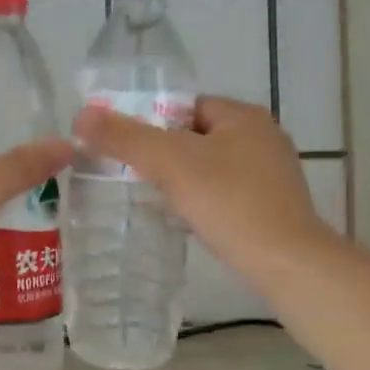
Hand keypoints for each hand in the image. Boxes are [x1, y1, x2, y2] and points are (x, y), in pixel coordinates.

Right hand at [73, 96, 332, 282]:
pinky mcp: (274, 206)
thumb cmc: (230, 203)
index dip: (152, 122)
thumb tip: (82, 114)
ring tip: (153, 199)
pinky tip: (187, 220)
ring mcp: (273, 173)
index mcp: (243, 116)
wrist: (287, 263)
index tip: (125, 147)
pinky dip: (205, 201)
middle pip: (197, 136)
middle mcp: (263, 137)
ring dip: (183, 180)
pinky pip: (227, 193)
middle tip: (132, 175)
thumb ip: (126, 138)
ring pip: (211, 167)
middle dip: (165, 153)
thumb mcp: (170, 163)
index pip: (186, 105)